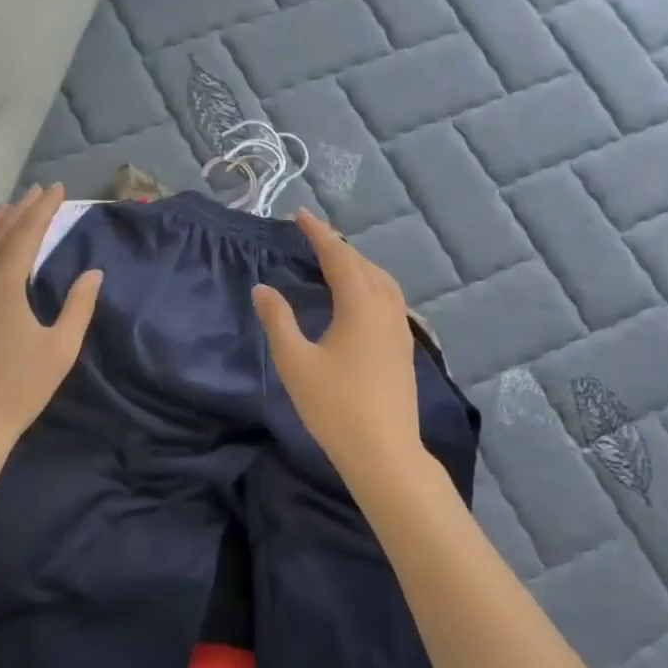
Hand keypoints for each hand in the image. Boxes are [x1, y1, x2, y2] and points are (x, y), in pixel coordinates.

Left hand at [0, 184, 102, 469]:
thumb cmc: (20, 388)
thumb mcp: (61, 348)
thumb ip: (79, 305)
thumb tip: (93, 272)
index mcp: (2, 284)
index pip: (25, 233)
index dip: (43, 209)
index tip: (57, 189)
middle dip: (21, 209)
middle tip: (39, 191)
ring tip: (11, 208)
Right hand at [253, 209, 424, 478]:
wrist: (385, 453)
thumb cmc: (335, 406)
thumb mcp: (296, 362)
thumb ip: (278, 320)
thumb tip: (263, 288)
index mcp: (361, 306)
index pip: (339, 257)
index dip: (319, 234)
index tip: (300, 215)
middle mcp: (386, 310)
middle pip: (364, 265)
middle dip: (339, 246)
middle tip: (313, 236)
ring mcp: (400, 330)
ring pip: (382, 282)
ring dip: (358, 265)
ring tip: (335, 262)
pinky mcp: (403, 349)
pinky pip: (389, 299)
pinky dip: (371, 284)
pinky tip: (359, 299)